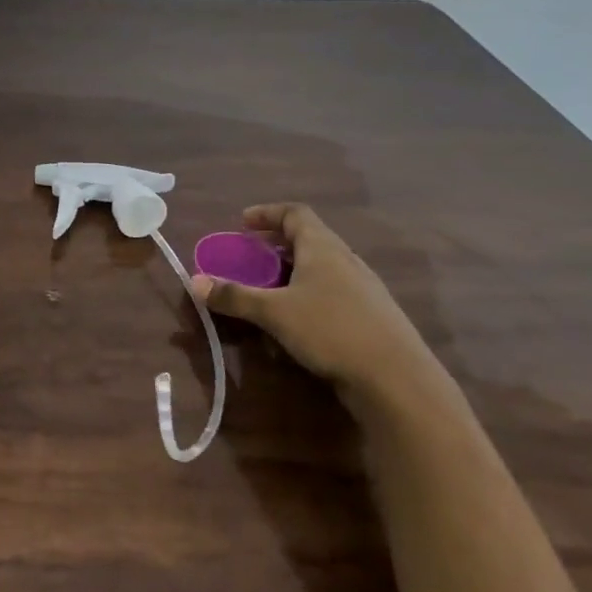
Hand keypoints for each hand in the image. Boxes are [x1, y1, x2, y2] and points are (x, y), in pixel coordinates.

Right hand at [190, 203, 438, 394]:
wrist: (396, 378)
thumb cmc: (331, 331)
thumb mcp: (273, 313)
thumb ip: (234, 296)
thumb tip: (194, 282)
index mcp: (323, 248)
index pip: (295, 214)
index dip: (267, 213)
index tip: (243, 222)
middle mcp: (345, 260)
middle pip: (309, 238)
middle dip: (276, 244)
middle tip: (250, 256)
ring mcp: (363, 288)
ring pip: (321, 266)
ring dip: (292, 270)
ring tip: (268, 287)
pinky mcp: (370, 315)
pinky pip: (332, 290)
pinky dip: (308, 292)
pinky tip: (296, 319)